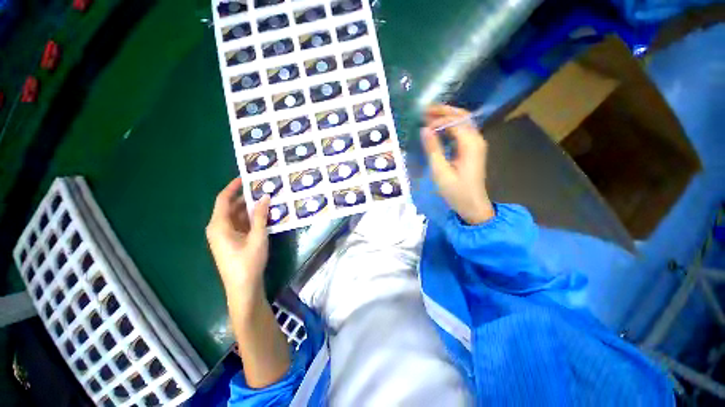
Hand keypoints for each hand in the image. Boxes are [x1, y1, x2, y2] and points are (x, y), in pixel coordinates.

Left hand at [206, 178, 270, 293]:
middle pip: (231, 207)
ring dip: (250, 208)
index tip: (246, 178)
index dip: (233, 187)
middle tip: (262, 188)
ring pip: (236, 216)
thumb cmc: (248, 262)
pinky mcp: (232, 242)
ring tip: (266, 199)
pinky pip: (240, 224)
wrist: (243, 288)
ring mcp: (225, 236)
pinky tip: (264, 215)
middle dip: (245, 197)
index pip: (223, 199)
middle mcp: (218, 228)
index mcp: (218, 225)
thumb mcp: (257, 237)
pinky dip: (250, 218)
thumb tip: (265, 197)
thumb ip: (260, 216)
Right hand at [420, 105, 494, 224]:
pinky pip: (462, 131)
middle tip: (424, 110)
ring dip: (446, 117)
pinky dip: (450, 126)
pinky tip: (438, 129)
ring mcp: (476, 144)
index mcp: (470, 144)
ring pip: (463, 122)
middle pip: (462, 116)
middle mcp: (476, 139)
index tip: (422, 125)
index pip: (454, 122)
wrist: (472, 205)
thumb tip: (424, 129)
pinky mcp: (473, 149)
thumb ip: (433, 149)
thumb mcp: (440, 171)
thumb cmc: (456, 191)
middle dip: (443, 111)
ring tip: (428, 116)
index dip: (437, 120)